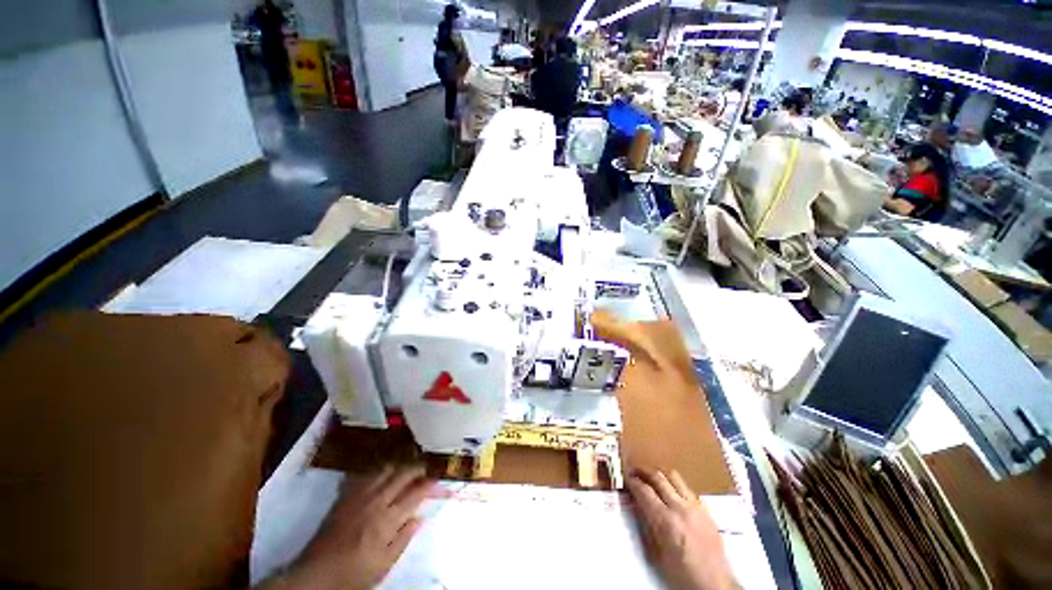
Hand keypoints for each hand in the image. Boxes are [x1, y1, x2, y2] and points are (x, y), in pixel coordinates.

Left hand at [268, 466, 434, 589]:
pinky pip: (364, 474)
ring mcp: (358, 496)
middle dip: (417, 468)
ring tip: (406, 469)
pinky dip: (376, 471)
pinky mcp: (345, 496)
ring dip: (398, 466)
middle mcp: (375, 501)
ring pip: (384, 469)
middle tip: (425, 470)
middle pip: (402, 474)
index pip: (415, 494)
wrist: (315, 575)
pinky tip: (380, 473)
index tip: (438, 480)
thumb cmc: (353, 575)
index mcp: (387, 520)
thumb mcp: (384, 566)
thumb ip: (403, 539)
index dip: (429, 485)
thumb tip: (420, 517)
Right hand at [628, 470, 734, 589]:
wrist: (715, 585)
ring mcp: (695, 507)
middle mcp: (680, 508)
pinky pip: (687, 488)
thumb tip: (637, 506)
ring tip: (651, 477)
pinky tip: (671, 492)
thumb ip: (646, 526)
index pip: (644, 491)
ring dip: (660, 475)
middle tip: (635, 471)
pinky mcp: (705, 510)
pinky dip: (675, 485)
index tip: (626, 479)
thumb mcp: (657, 554)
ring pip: (674, 477)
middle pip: (658, 478)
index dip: (633, 482)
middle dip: (643, 472)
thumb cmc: (683, 575)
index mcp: (666, 521)